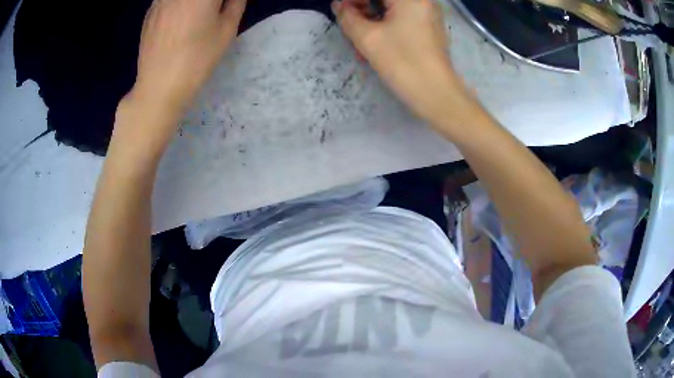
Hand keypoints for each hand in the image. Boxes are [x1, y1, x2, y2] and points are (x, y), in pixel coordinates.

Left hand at [131, 0, 246, 122]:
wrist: (158, 87)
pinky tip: (178, 18)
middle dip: (207, 2)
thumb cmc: (197, 59)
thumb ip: (235, 3)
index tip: (225, 7)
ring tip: (194, 16)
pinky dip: (175, 5)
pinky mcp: (149, 12)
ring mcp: (160, 0)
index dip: (222, 2)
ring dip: (190, 4)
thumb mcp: (227, 30)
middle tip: (213, 11)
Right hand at [332, 0, 466, 122]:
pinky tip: (376, 40)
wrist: (437, 94)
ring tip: (359, 37)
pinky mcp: (429, 26)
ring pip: (391, 7)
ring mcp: (428, 13)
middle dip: (362, 7)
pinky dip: (385, 24)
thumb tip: (339, 5)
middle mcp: (422, 0)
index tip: (342, 12)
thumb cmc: (403, 63)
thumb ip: (347, 16)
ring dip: (371, 17)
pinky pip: (402, 17)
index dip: (354, 1)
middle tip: (350, 23)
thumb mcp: (367, 38)